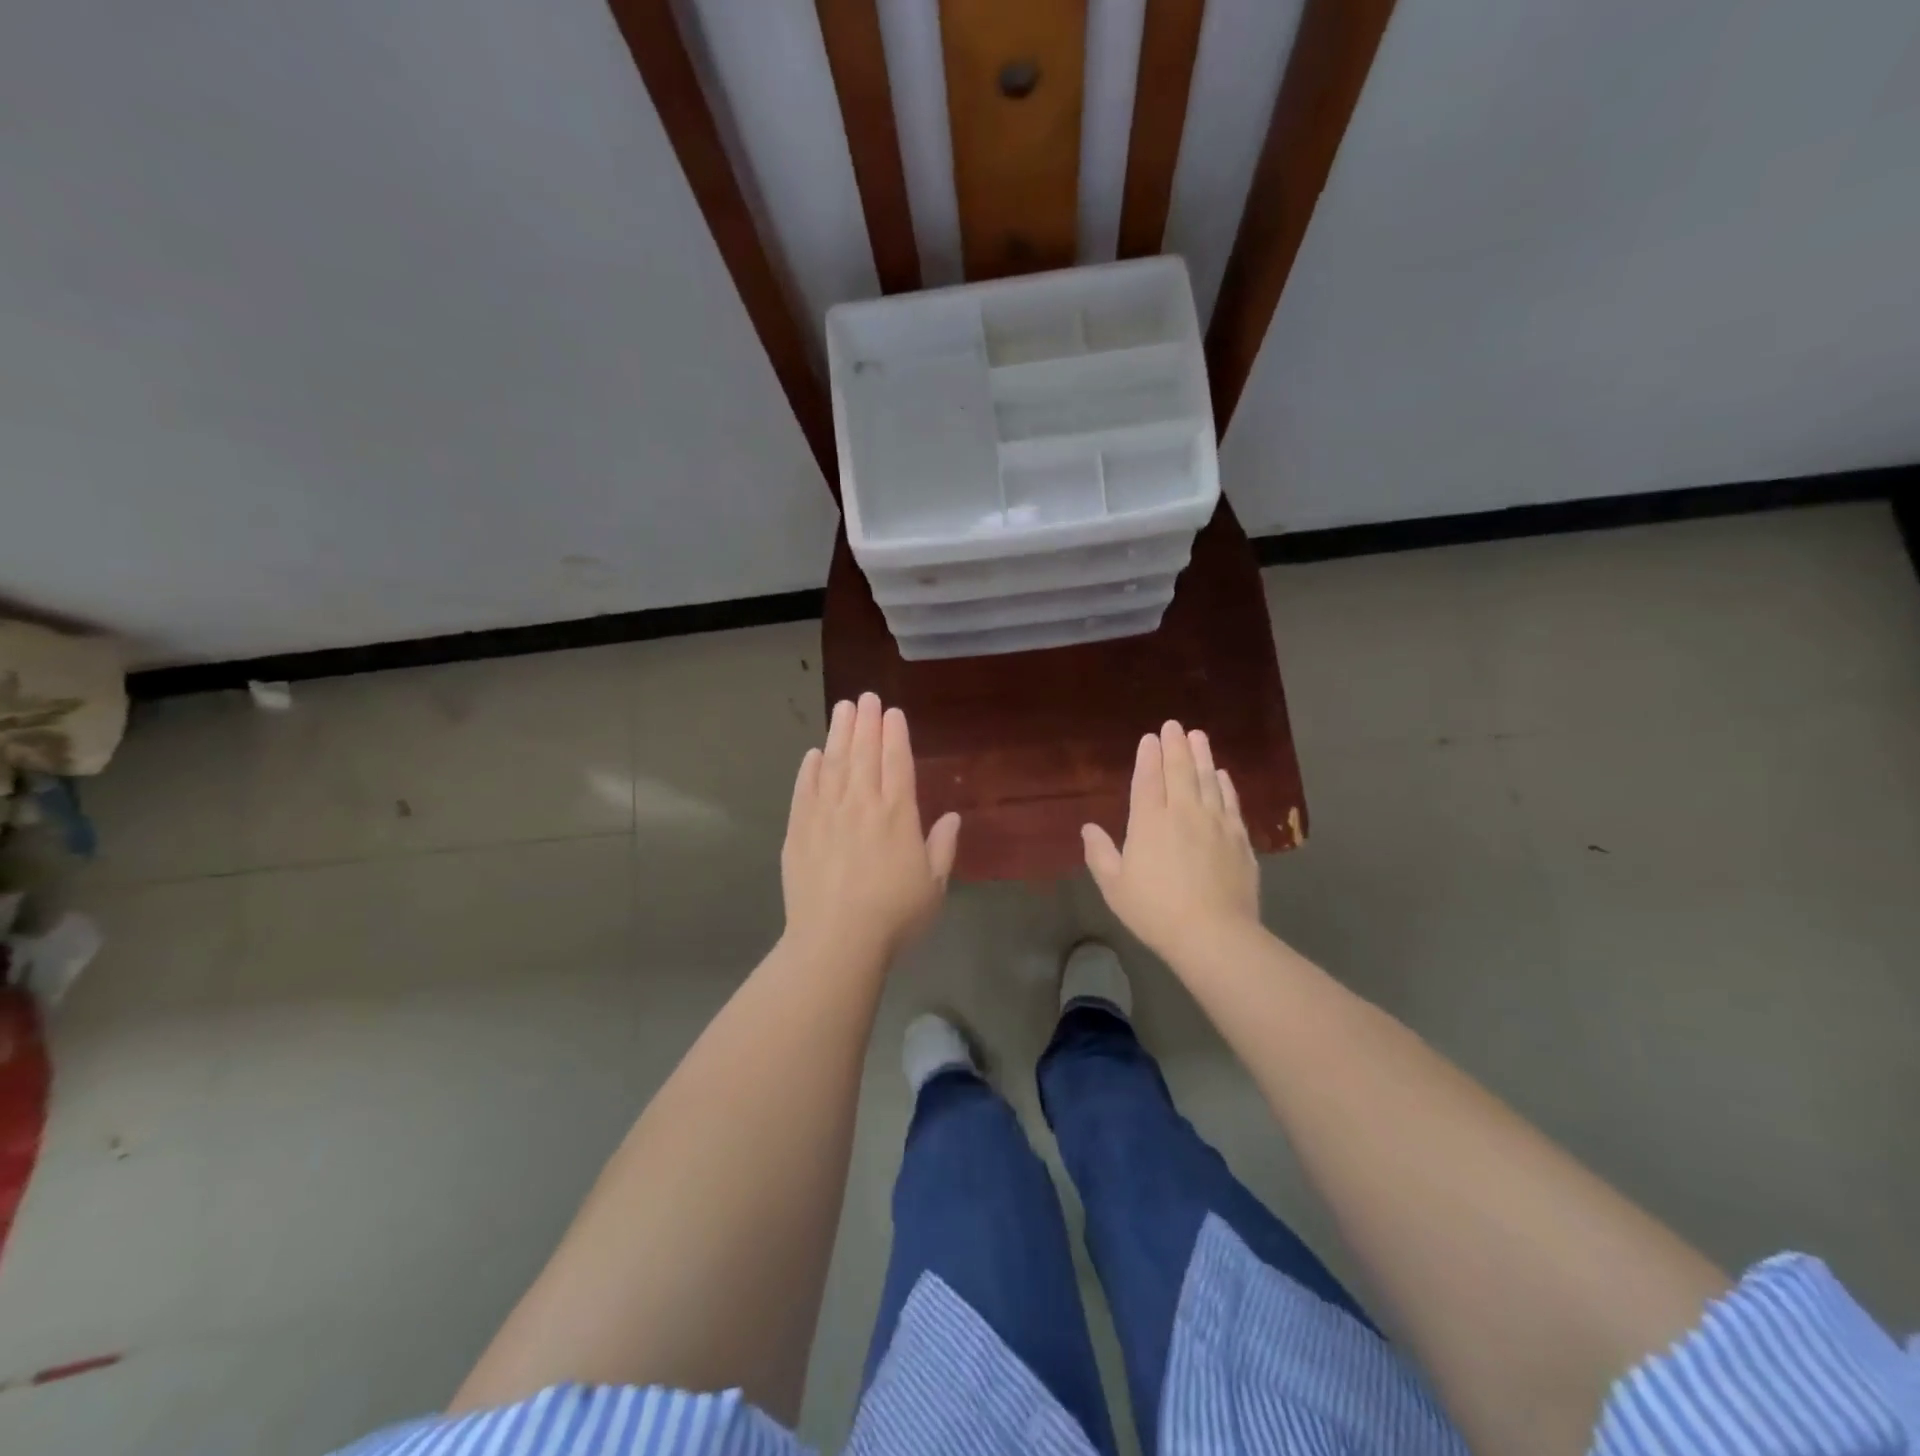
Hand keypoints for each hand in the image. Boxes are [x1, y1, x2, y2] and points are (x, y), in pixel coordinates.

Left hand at [781, 693, 960, 962]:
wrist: (836, 942)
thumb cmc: (894, 917)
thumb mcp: (933, 887)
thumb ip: (942, 848)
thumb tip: (953, 817)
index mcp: (898, 815)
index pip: (897, 763)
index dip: (895, 735)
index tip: (893, 713)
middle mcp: (862, 805)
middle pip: (864, 754)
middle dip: (867, 723)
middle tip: (866, 697)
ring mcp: (827, 815)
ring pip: (834, 764)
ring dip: (839, 734)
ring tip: (842, 709)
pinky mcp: (799, 831)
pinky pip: (804, 791)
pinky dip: (809, 770)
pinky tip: (813, 754)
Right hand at [1082, 721, 1260, 963]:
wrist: (1214, 935)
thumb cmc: (1155, 911)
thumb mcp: (1114, 887)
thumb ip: (1100, 854)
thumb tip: (1088, 828)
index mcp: (1149, 822)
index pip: (1148, 779)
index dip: (1148, 756)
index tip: (1150, 738)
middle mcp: (1183, 813)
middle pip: (1180, 771)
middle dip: (1176, 745)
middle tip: (1174, 725)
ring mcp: (1215, 823)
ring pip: (1208, 780)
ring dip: (1202, 756)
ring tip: (1199, 736)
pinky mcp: (1239, 839)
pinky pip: (1231, 802)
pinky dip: (1226, 784)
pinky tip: (1223, 775)